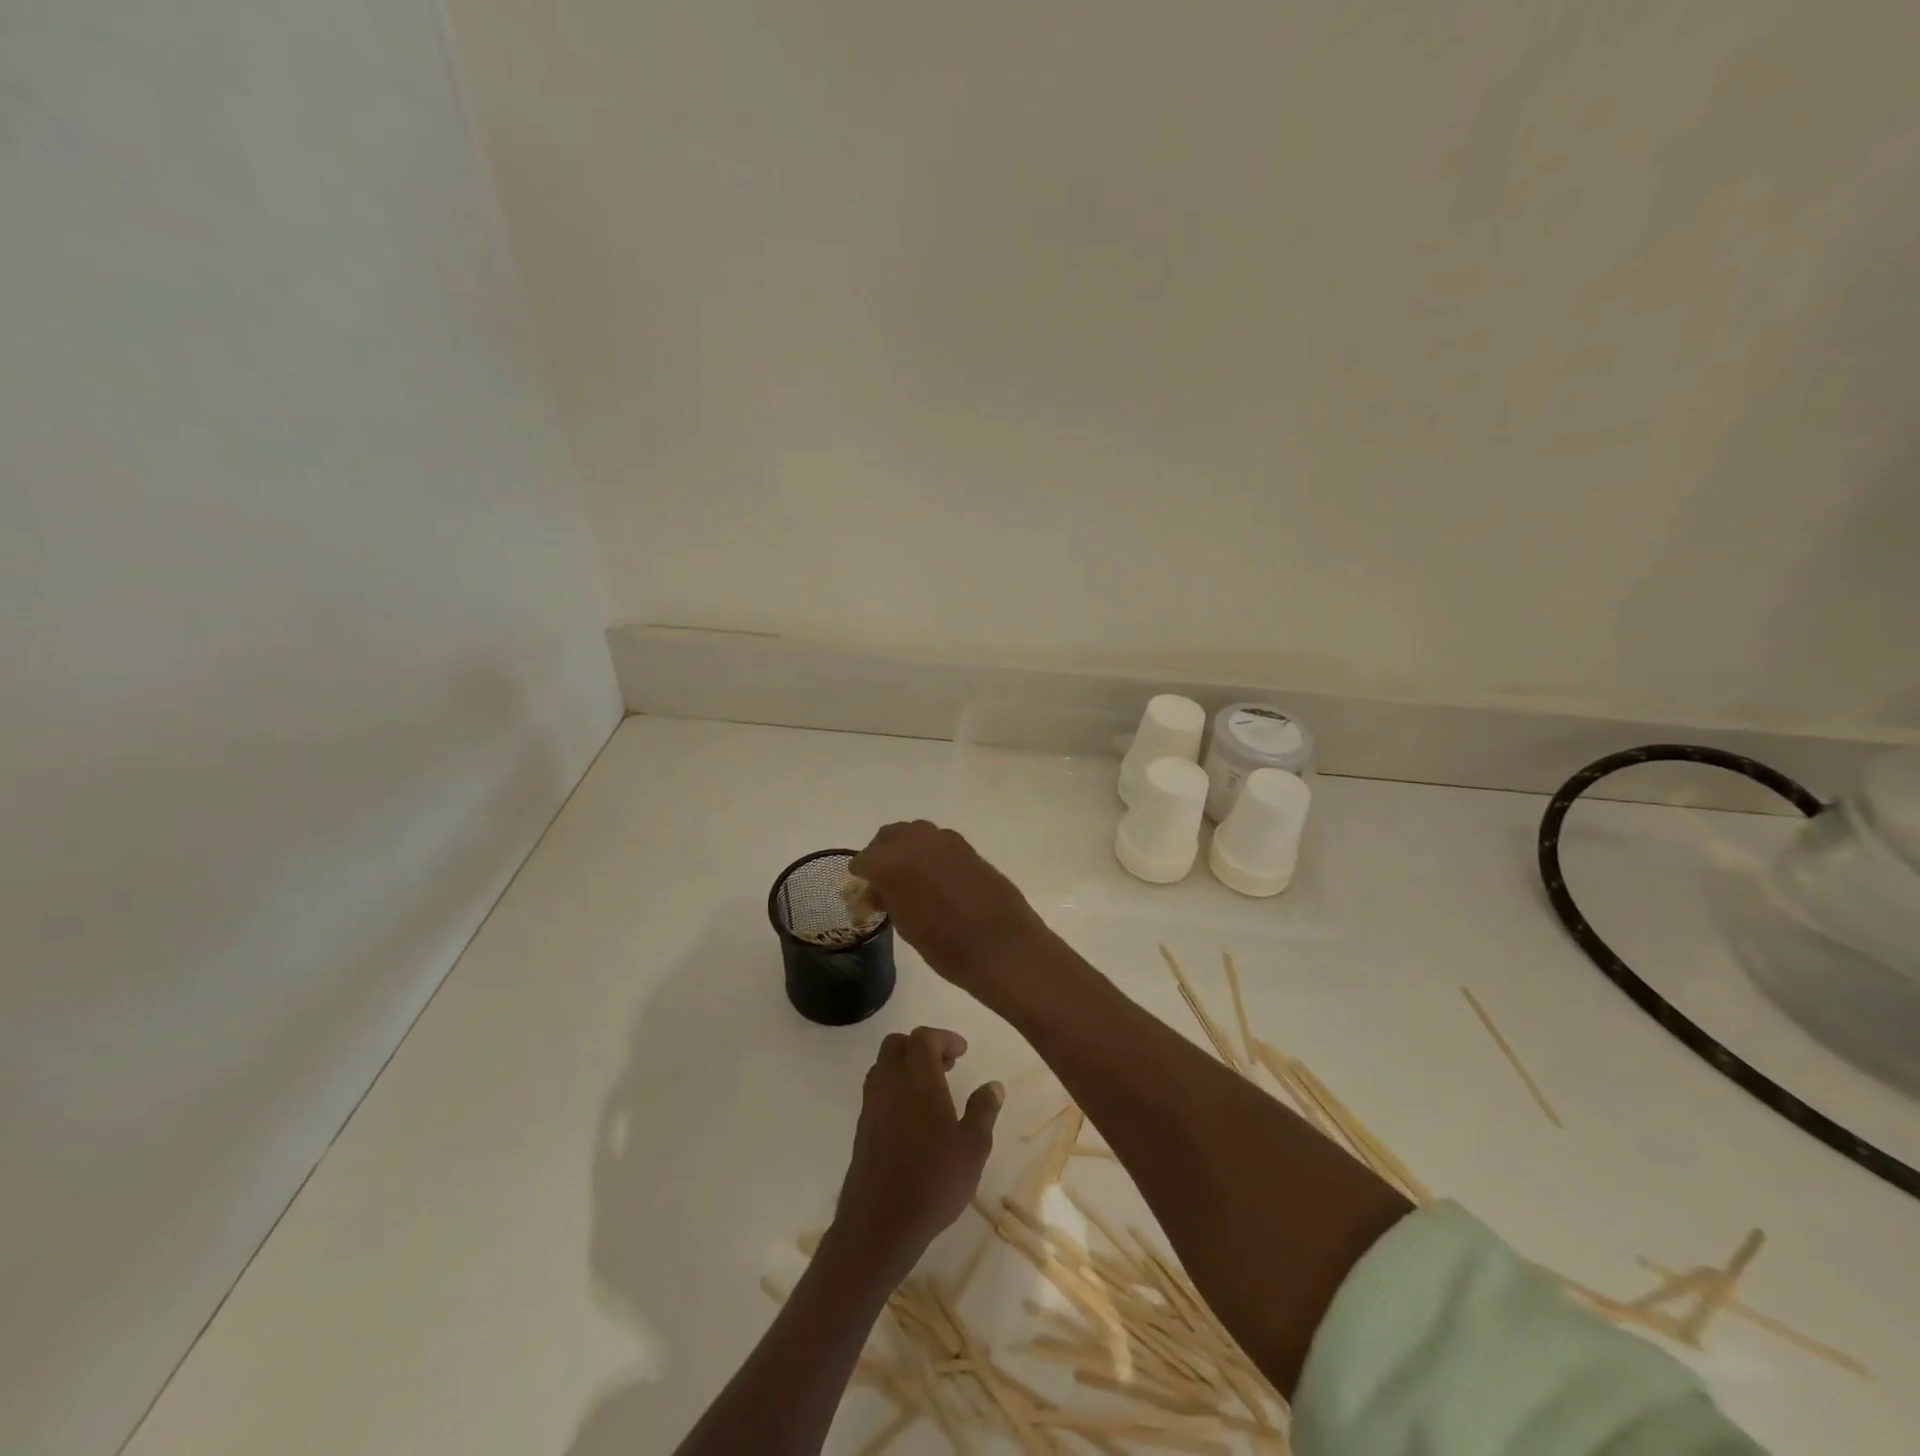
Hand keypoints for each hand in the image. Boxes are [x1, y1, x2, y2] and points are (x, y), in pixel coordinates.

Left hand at [829, 1027, 1002, 1287]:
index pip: (924, 1037)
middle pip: (897, 1044)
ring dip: (905, 1065)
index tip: (962, 1052)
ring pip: (883, 1065)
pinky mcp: (862, 1127)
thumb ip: (983, 1110)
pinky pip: (877, 1090)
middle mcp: (890, 1082)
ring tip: (931, 1089)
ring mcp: (872, 1104)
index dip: (944, 1038)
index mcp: (918, 1078)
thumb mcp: (973, 1147)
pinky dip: (894, 1087)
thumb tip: (993, 1085)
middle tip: (946, 1065)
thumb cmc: (934, 1180)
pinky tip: (913, 1116)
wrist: (880, 1222)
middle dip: (921, 1046)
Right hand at [849, 821, 1051, 992]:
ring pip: (914, 835)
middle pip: (889, 836)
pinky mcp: (968, 847)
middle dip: (882, 855)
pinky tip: (935, 880)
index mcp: (892, 861)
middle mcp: (917, 840)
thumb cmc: (946, 946)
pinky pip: (938, 844)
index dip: (861, 876)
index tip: (862, 890)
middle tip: (883, 882)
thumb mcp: (905, 926)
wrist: (1003, 947)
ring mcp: (946, 840)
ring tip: (910, 881)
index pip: (864, 860)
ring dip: (907, 851)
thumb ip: (886, 899)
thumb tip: (876, 891)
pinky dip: (930, 855)